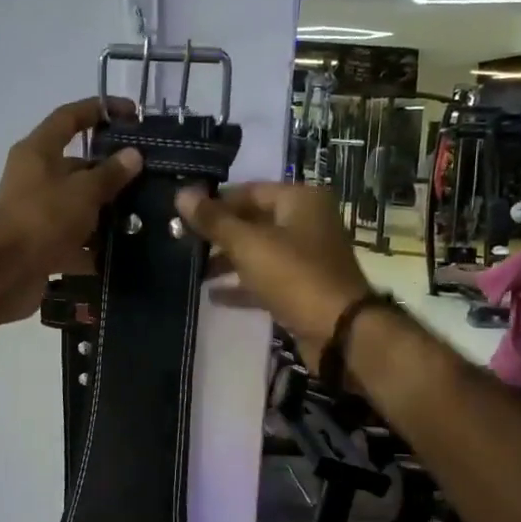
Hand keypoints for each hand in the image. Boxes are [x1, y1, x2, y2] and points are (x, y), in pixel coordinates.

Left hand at [0, 97, 142, 326]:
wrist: (3, 274)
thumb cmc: (42, 219)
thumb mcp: (83, 192)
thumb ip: (110, 174)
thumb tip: (133, 155)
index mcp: (38, 151)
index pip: (70, 118)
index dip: (100, 110)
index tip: (132, 114)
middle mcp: (35, 177)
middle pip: (77, 166)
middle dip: (111, 172)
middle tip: (148, 178)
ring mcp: (37, 213)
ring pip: (78, 205)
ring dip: (106, 213)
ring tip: (144, 218)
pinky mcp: (40, 245)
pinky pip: (73, 241)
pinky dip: (93, 248)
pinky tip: (122, 254)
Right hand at [174, 182, 372, 362]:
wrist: (338, 331)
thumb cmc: (294, 276)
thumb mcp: (248, 245)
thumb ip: (213, 220)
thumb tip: (182, 193)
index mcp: (300, 200)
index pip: (248, 191)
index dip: (215, 202)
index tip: (182, 216)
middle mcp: (306, 222)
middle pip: (253, 220)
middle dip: (218, 233)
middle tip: (183, 244)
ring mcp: (306, 256)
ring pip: (258, 251)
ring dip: (227, 260)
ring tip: (193, 270)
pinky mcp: (302, 287)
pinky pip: (265, 278)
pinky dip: (242, 284)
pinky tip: (213, 295)